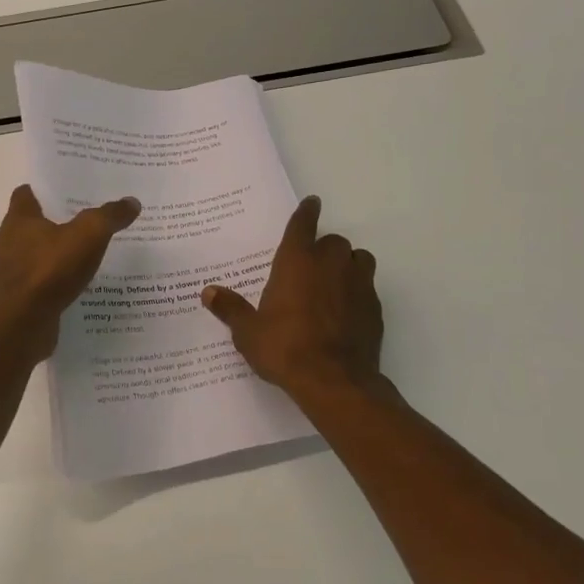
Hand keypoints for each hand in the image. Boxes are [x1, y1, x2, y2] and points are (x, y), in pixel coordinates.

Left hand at [0, 185, 139, 359]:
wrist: (21, 324)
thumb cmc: (49, 270)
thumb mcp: (89, 236)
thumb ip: (109, 217)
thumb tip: (131, 202)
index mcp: (17, 220)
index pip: (24, 195)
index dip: (42, 192)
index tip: (63, 193)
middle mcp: (4, 243)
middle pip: (25, 227)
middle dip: (48, 226)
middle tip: (79, 226)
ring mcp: (4, 274)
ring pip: (27, 258)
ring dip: (47, 258)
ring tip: (77, 261)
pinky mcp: (10, 301)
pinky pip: (32, 286)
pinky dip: (46, 285)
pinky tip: (68, 290)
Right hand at [200, 195, 382, 397]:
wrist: (335, 381)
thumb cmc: (285, 348)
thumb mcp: (248, 332)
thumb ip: (230, 309)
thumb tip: (208, 292)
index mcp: (297, 261)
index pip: (303, 225)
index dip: (306, 212)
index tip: (312, 202)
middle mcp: (330, 264)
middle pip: (333, 241)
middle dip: (323, 248)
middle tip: (310, 265)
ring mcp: (358, 284)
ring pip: (358, 259)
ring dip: (347, 264)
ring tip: (334, 281)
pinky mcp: (375, 308)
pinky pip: (367, 288)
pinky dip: (357, 291)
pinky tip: (346, 310)